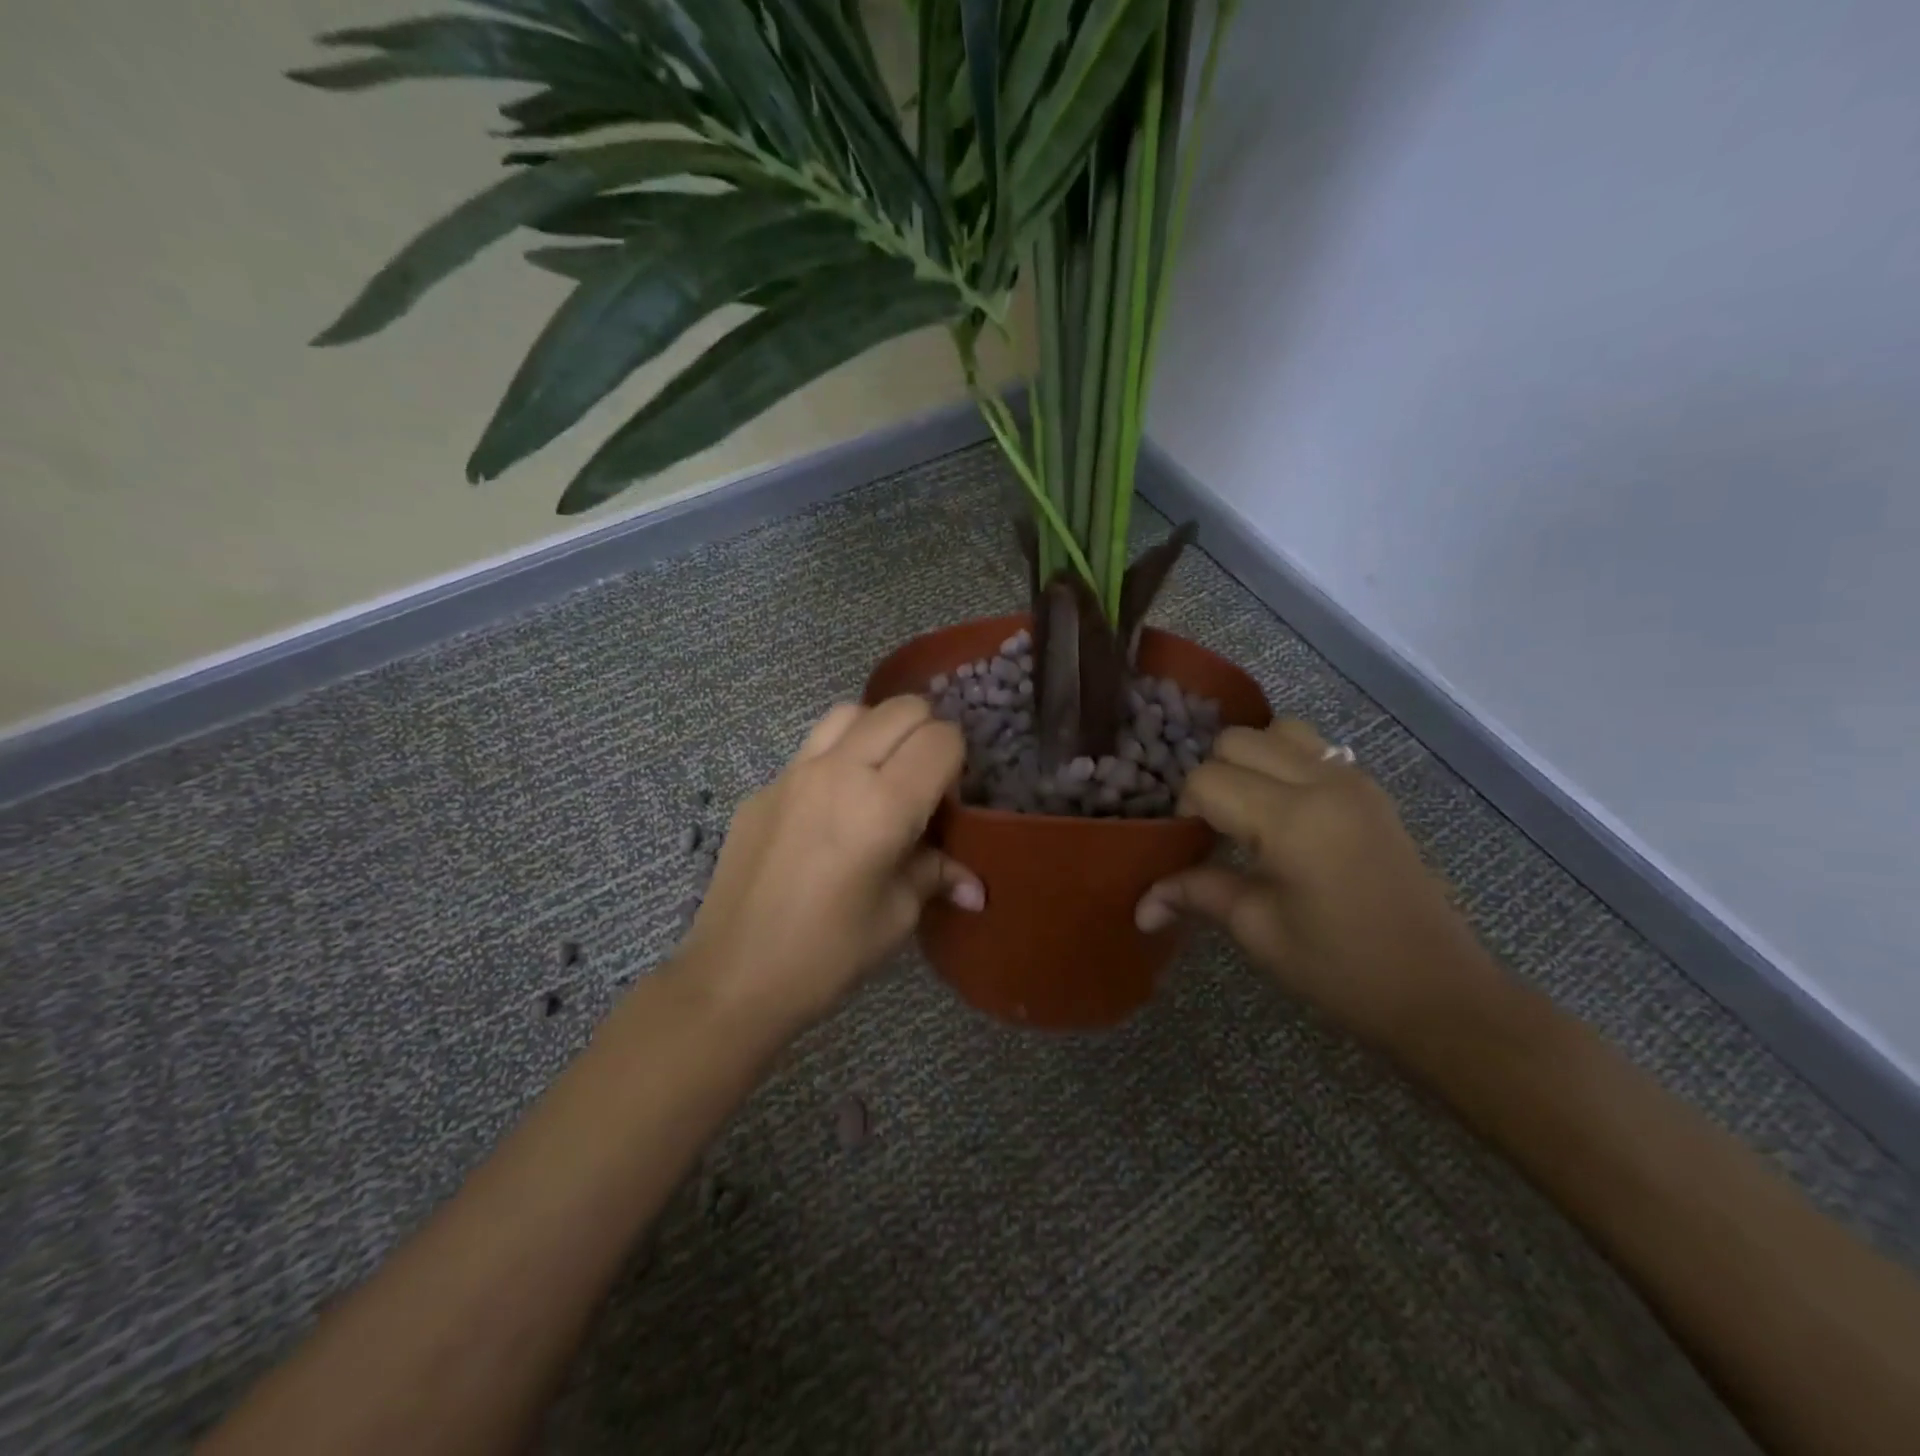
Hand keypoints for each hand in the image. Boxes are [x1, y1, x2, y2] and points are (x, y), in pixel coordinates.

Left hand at [677, 697, 984, 1033]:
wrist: (732, 976)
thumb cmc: (827, 954)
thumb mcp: (895, 916)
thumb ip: (935, 876)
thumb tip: (975, 886)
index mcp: (883, 805)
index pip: (941, 739)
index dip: (957, 761)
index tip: (948, 800)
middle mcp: (840, 771)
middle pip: (902, 708)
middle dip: (926, 734)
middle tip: (923, 782)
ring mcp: (794, 772)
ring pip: (852, 712)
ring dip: (879, 731)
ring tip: (880, 777)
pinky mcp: (764, 786)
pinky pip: (812, 746)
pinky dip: (839, 755)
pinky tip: (832, 807)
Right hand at [1136, 720, 1504, 1048]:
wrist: (1439, 992)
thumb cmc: (1341, 969)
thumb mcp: (1258, 931)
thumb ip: (1196, 895)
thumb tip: (1140, 906)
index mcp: (1292, 820)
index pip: (1206, 780)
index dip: (1186, 811)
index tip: (1193, 849)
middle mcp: (1323, 782)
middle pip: (1237, 740)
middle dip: (1213, 778)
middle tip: (1216, 829)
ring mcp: (1354, 779)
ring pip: (1276, 731)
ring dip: (1250, 760)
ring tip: (1249, 811)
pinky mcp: (1370, 789)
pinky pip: (1312, 747)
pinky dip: (1283, 763)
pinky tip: (1284, 812)